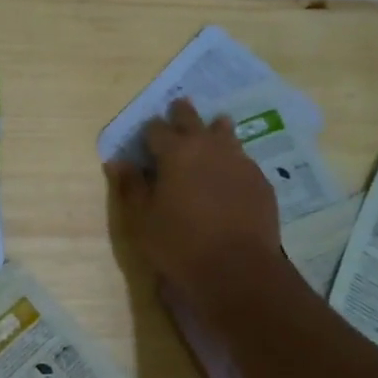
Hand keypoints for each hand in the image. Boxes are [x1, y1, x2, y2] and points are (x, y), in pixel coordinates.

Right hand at [106, 98, 281, 307]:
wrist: (237, 269)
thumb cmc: (179, 244)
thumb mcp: (142, 220)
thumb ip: (130, 186)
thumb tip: (118, 162)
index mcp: (175, 152)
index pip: (156, 128)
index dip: (149, 131)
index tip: (146, 136)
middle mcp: (208, 147)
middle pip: (192, 120)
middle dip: (181, 114)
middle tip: (178, 108)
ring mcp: (239, 161)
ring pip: (225, 133)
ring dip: (214, 129)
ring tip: (213, 127)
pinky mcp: (260, 180)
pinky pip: (243, 158)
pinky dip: (232, 157)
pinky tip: (231, 170)